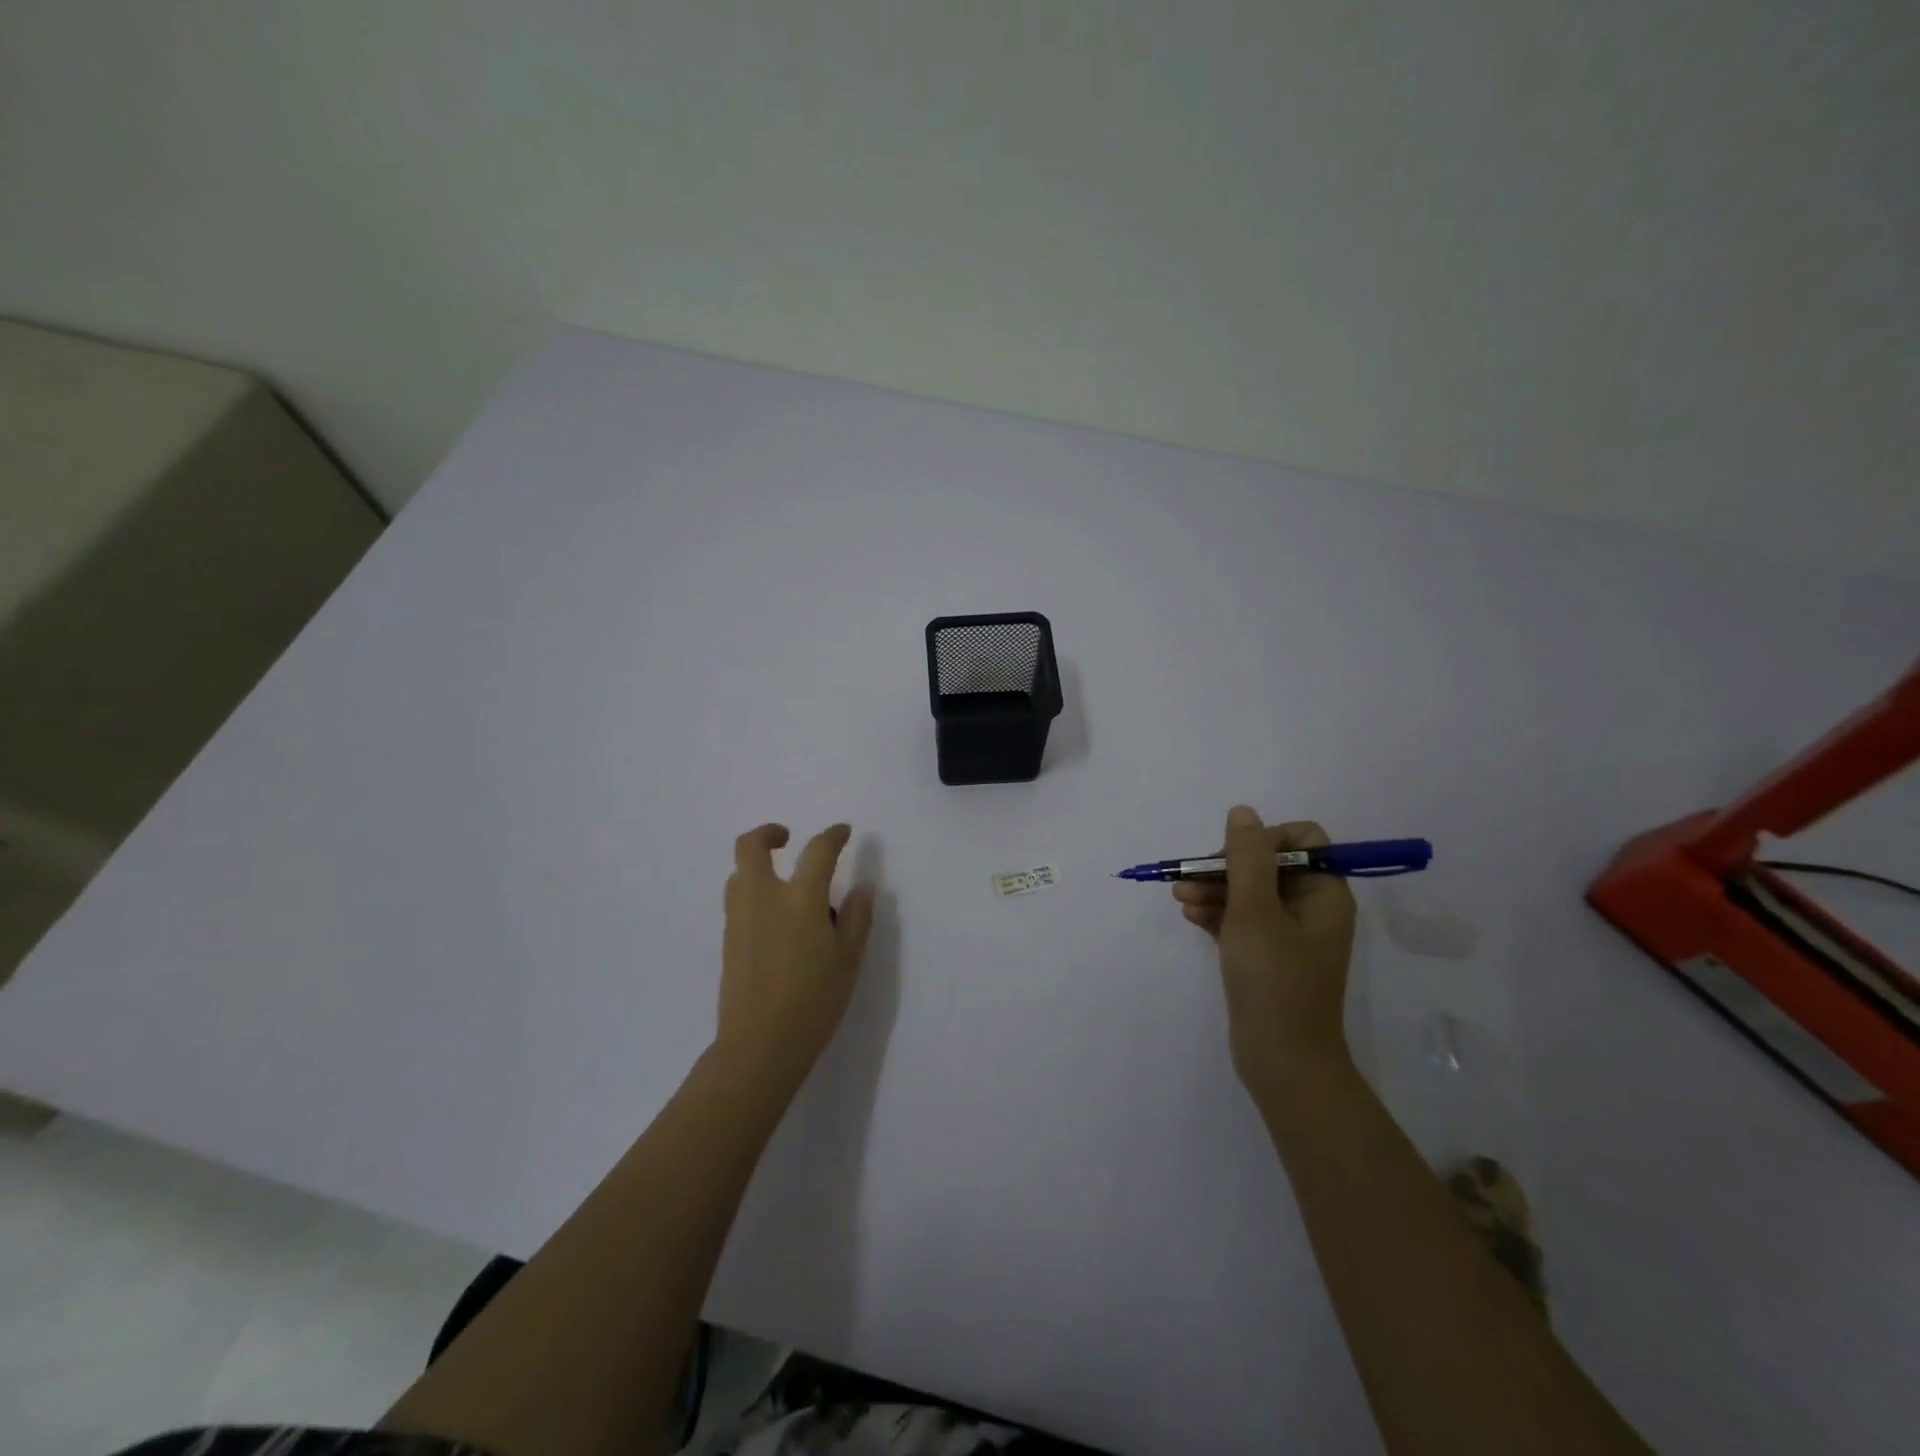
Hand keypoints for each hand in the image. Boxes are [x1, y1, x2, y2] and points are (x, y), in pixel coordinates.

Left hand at [717, 822, 875, 1086]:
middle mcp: (763, 898)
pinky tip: (775, 919)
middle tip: (787, 838)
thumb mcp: (848, 960)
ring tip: (783, 883)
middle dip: (768, 833)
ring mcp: (739, 918)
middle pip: (750, 846)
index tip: (843, 832)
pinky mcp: (729, 940)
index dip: (833, 835)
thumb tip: (862, 888)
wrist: (759, 1045)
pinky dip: (753, 891)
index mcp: (799, 899)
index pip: (817, 851)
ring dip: (757, 864)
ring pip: (739, 873)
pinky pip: (737, 899)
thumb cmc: (814, 1001)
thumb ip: (856, 918)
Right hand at [1173, 806, 1356, 1089]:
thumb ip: (1247, 857)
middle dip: (1226, 867)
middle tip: (1192, 879)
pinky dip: (1217, 913)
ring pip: (1249, 892)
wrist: (1282, 1061)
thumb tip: (1243, 812)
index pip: (1300, 839)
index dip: (1263, 840)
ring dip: (1214, 889)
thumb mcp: (1255, 911)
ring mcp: (1289, 934)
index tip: (1233, 859)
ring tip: (1180, 898)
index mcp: (1323, 893)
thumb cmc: (1273, 980)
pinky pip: (1241, 919)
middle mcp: (1311, 908)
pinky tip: (1190, 915)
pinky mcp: (1267, 956)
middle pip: (1267, 863)